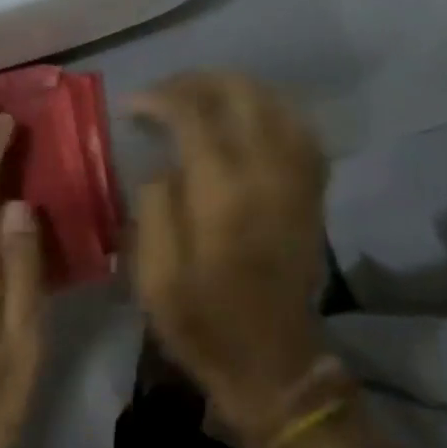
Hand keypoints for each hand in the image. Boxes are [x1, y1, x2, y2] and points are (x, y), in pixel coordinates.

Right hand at [130, 73, 331, 441]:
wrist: (274, 366)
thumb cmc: (203, 321)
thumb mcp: (155, 273)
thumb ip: (154, 204)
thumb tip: (162, 162)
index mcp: (222, 192)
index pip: (194, 114)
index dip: (161, 97)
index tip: (134, 104)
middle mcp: (266, 173)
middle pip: (241, 94)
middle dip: (198, 81)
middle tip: (165, 93)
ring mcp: (296, 181)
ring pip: (275, 104)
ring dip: (235, 89)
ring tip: (201, 96)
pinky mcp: (311, 193)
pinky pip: (300, 130)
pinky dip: (271, 110)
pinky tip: (247, 117)